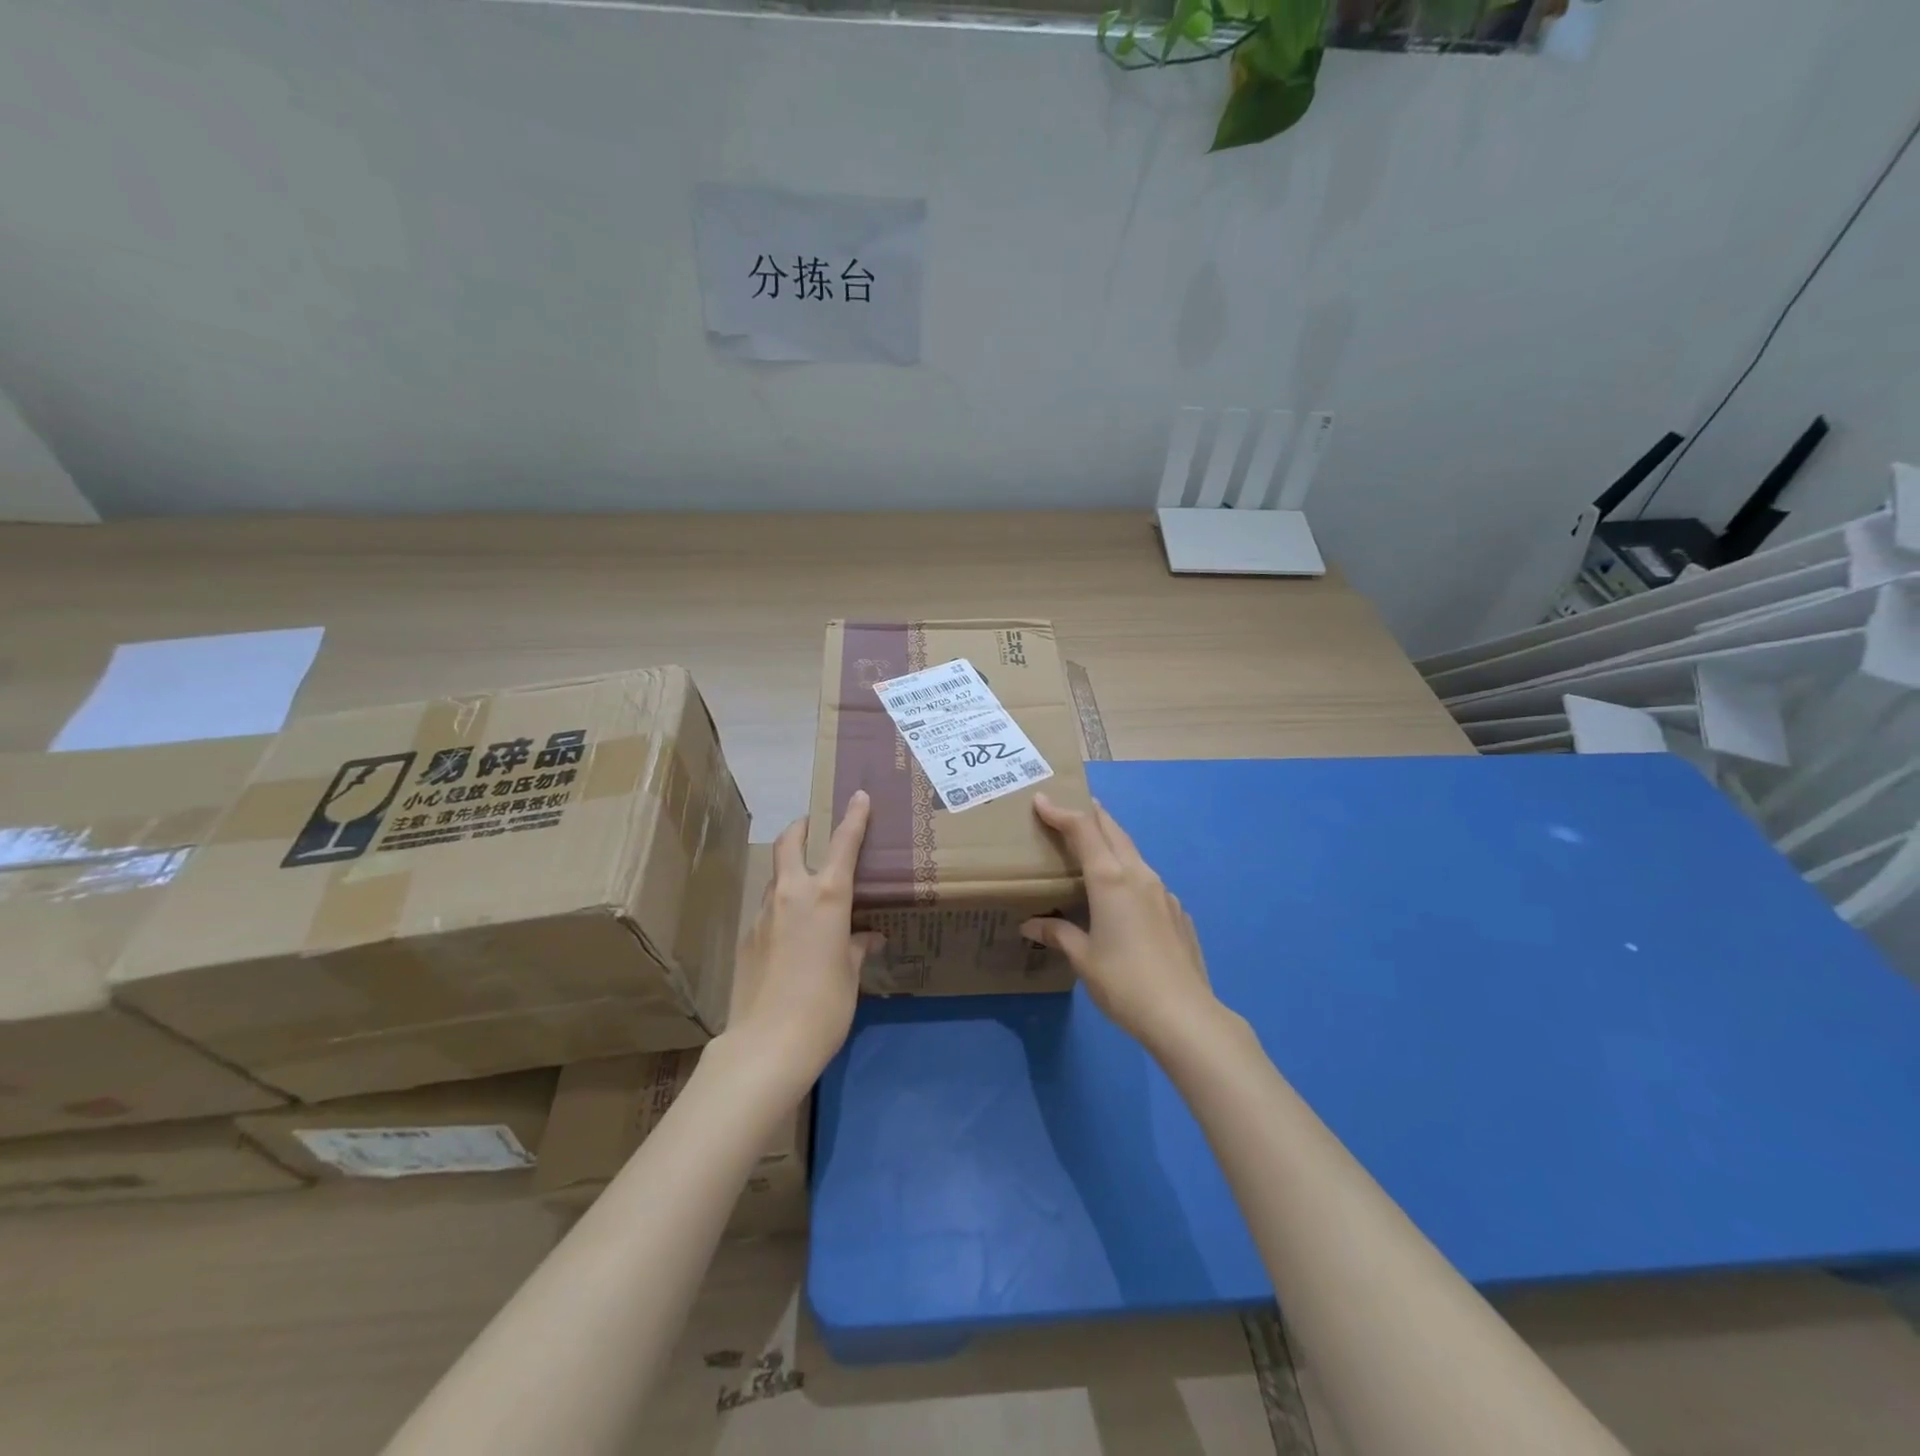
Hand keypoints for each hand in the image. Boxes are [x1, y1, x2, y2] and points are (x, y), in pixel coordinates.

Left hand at [724, 791, 883, 1087]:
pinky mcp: (746, 939)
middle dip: (801, 829)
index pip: (844, 845)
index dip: (853, 818)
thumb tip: (869, 937)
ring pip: (776, 878)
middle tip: (813, 827)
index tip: (858, 796)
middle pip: (789, 844)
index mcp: (826, 897)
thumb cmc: (824, 1006)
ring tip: (808, 888)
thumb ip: (858, 948)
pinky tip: (792, 934)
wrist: (766, 1044)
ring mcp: (763, 915)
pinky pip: (768, 911)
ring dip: (790, 871)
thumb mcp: (851, 975)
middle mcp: (791, 895)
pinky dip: (781, 908)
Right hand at [1022, 792, 1217, 1049]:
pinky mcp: (1177, 912)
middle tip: (1069, 810)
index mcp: (1111, 880)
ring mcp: (1163, 892)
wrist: (1185, 1015)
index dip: (1061, 812)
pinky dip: (1128, 871)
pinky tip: (1122, 894)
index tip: (1042, 800)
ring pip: (1133, 853)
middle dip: (1090, 816)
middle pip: (1113, 831)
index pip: (1083, 830)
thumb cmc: (1124, 983)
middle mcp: (1139, 875)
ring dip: (1111, 841)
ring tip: (1093, 846)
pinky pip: (1147, 879)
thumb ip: (1057, 934)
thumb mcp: (1082, 959)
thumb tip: (1031, 925)